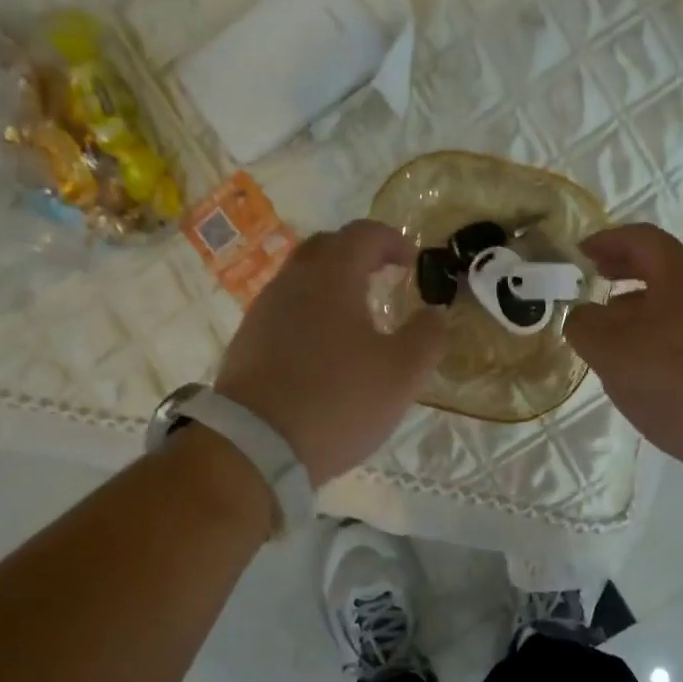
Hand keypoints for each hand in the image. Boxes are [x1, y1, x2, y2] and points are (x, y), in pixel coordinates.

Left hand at [215, 220, 446, 486]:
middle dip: (358, 254)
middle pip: (326, 248)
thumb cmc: (338, 401)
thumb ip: (427, 337)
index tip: (412, 261)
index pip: (363, 234)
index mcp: (332, 277)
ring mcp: (263, 312)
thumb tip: (435, 315)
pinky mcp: (247, 343)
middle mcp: (292, 282)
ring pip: (301, 280)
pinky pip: (285, 311)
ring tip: (357, 316)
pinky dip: (310, 314)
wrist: (255, 446)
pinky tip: (324, 349)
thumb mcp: (402, 373)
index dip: (393, 240)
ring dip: (332, 285)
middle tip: (383, 275)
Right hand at [564, 224, 682, 489]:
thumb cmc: (677, 381)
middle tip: (592, 281)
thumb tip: (582, 316)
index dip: (607, 240)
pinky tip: (639, 367)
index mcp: (682, 276)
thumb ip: (585, 326)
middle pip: (660, 269)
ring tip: (607, 331)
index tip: (579, 254)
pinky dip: (655, 336)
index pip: (642, 239)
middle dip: (622, 272)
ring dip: (636, 309)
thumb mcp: (612, 351)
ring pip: (672, 304)